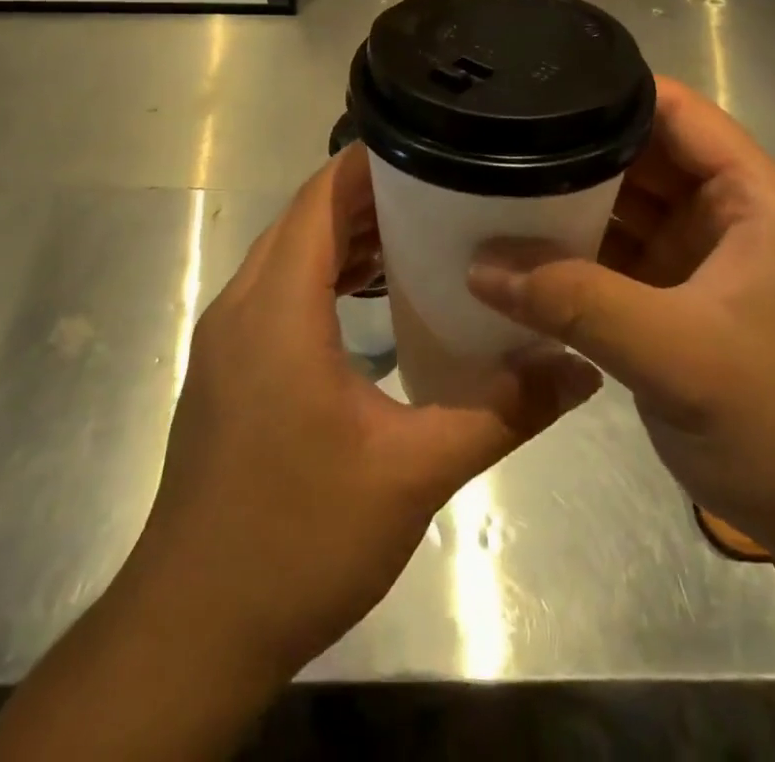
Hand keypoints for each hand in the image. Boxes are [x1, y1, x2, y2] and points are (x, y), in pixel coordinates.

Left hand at [129, 144, 599, 678]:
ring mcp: (227, 338)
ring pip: (287, 255)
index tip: (429, 147)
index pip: (319, 198)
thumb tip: (580, 369)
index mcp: (278, 308)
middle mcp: (242, 305)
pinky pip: (277, 292)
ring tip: (416, 232)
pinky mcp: (228, 369)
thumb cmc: (301, 536)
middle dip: (367, 195)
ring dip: (343, 236)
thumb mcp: (414, 471)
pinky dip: (322, 276)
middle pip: (304, 219)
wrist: (195, 627)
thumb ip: (501, 412)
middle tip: (441, 189)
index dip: (368, 162)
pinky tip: (369, 299)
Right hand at [468, 76, 774, 553]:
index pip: (676, 111)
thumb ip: (576, 302)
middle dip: (572, 145)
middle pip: (636, 152)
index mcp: (748, 195)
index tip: (536, 87)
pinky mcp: (665, 295)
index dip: (612, 90)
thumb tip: (478, 265)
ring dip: (563, 197)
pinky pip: (606, 251)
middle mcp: (718, 211)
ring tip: (488, 177)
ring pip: (616, 202)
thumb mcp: (676, 352)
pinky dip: (566, 248)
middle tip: (492, 135)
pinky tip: (513, 244)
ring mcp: (689, 254)